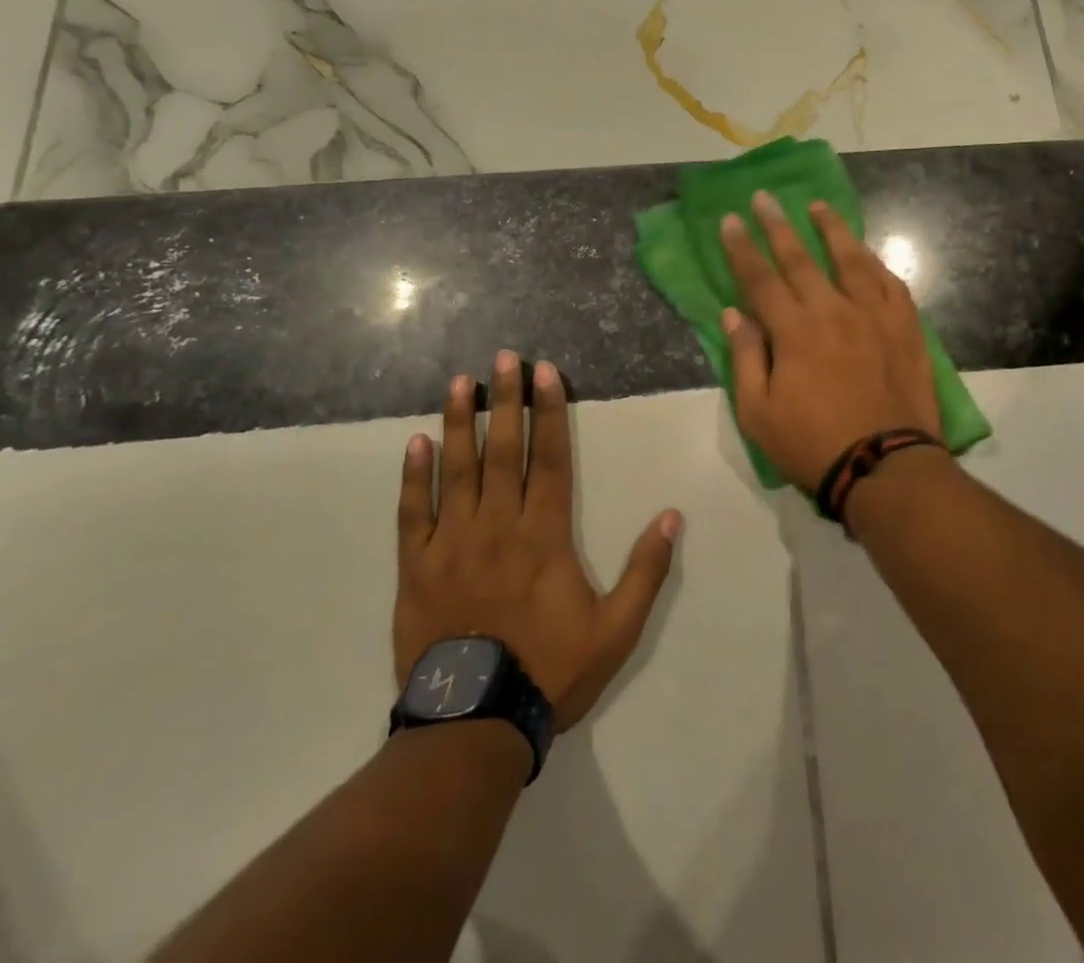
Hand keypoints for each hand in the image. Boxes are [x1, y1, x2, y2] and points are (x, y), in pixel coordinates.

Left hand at [394, 352, 681, 731]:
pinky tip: (416, 442)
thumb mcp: (617, 629)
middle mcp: (497, 525)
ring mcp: (451, 544)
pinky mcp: (415, 568)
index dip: (549, 412)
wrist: (474, 725)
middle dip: (505, 400)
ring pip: (456, 470)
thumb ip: (645, 570)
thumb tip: (671, 516)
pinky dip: (413, 476)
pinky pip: (412, 513)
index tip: (545, 373)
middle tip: (502, 357)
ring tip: (459, 382)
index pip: (549, 458)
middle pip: (502, 451)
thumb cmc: (550, 671)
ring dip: (459, 422)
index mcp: (544, 535)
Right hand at [720, 191, 940, 493]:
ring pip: (851, 260)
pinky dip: (876, 263)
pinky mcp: (905, 328)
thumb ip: (745, 358)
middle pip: (801, 259)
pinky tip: (867, 253)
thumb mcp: (758, 413)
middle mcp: (834, 311)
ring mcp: (874, 316)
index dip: (741, 248)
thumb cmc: (812, 445)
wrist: (885, 466)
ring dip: (832, 229)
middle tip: (764, 197)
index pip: (760, 278)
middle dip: (777, 226)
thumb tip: (733, 314)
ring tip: (818, 206)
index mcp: (795, 331)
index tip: (730, 220)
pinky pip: (891, 283)